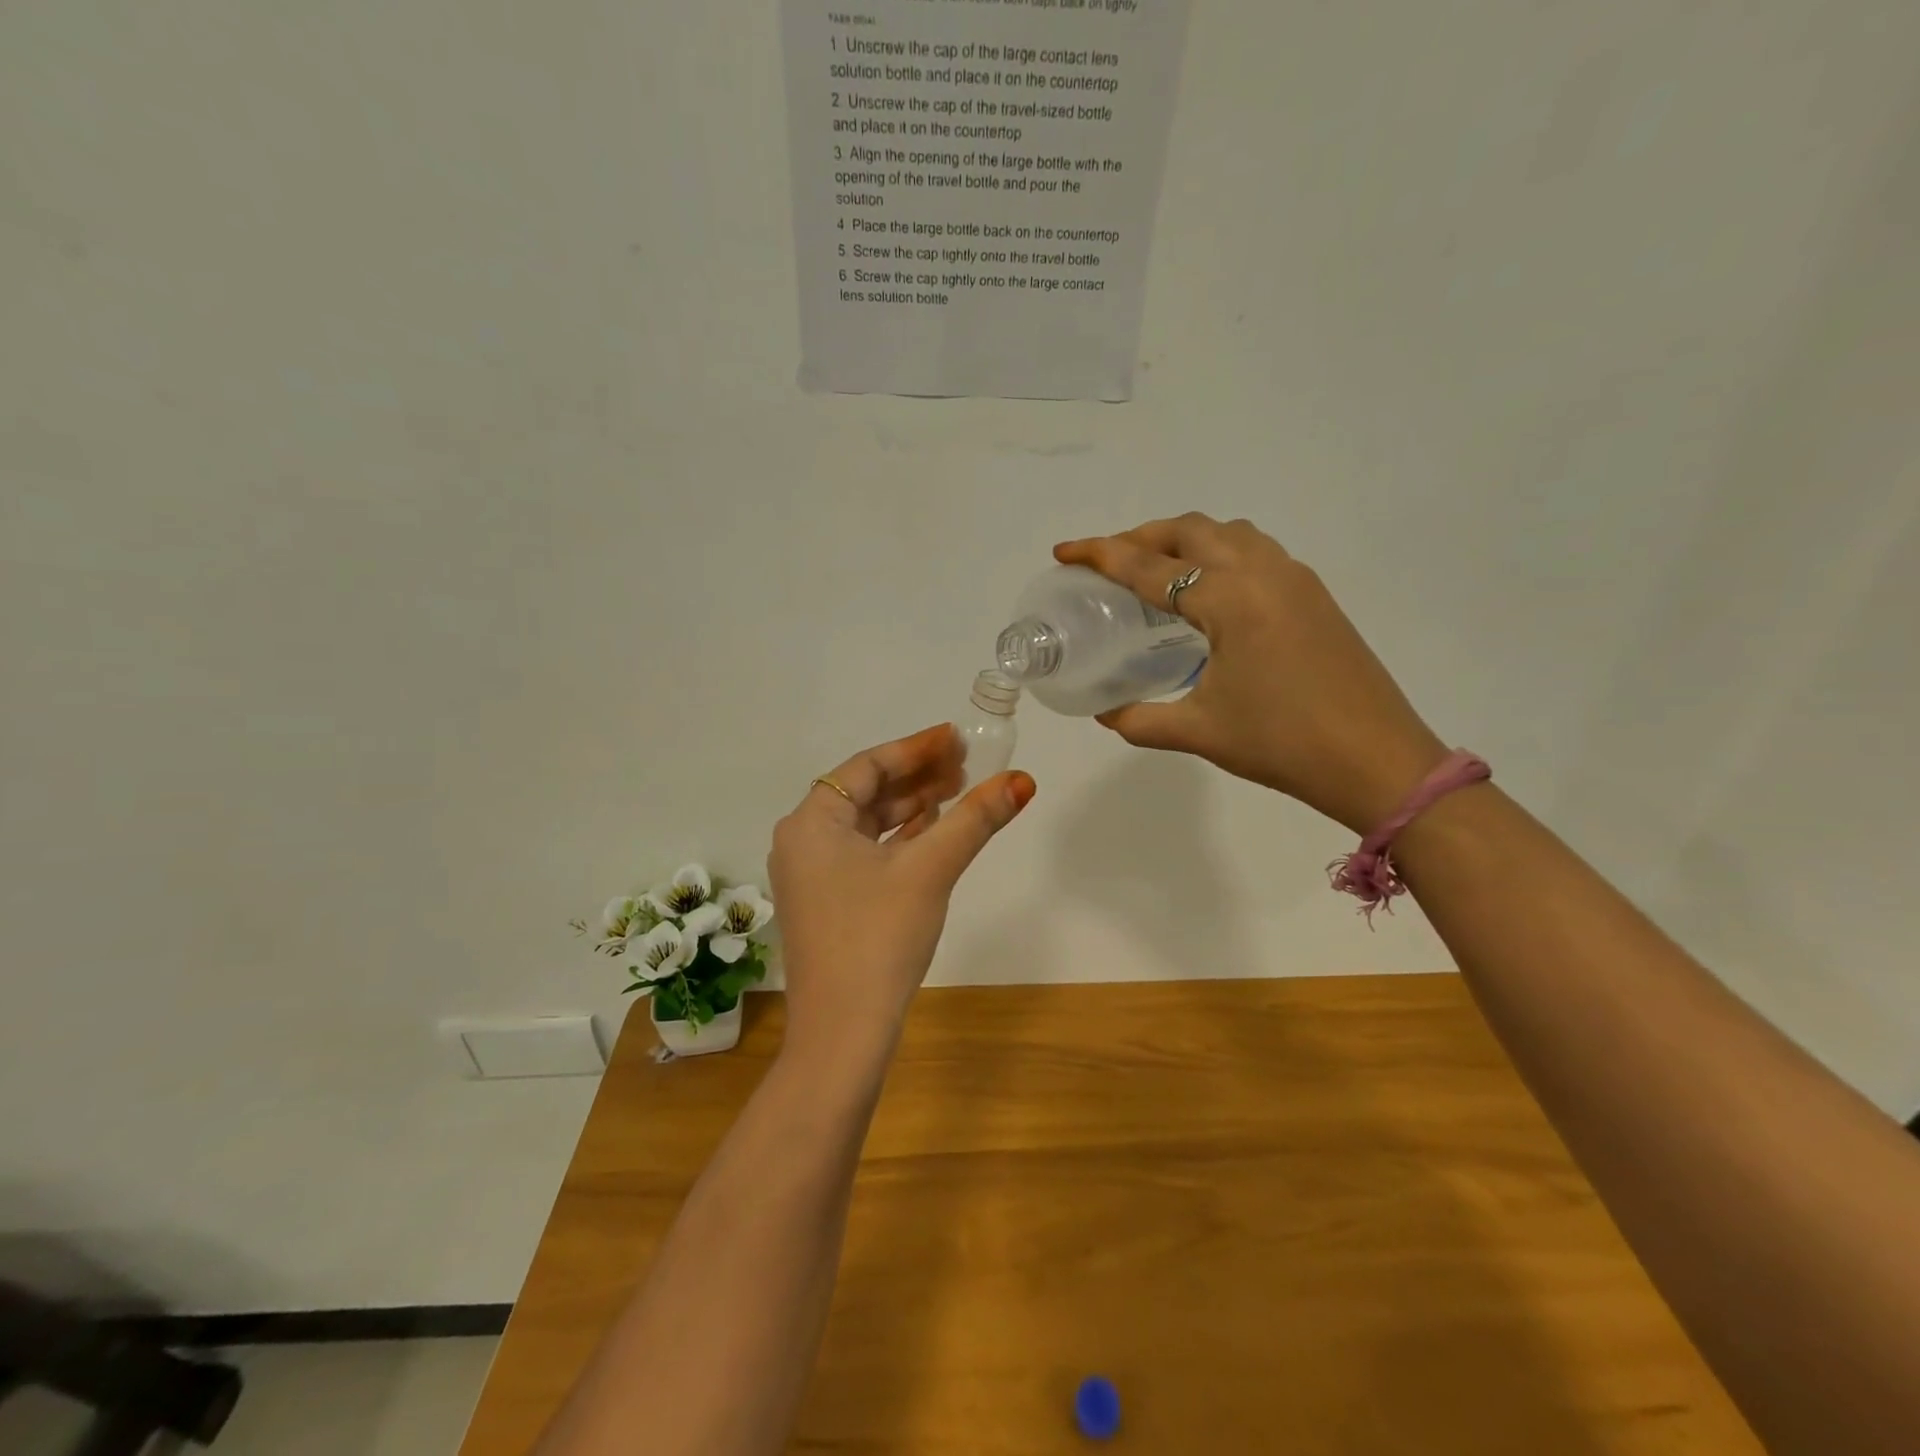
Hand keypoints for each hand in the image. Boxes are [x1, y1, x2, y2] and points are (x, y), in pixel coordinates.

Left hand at [769, 725, 1035, 1064]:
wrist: (843, 1033)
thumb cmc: (878, 937)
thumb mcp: (930, 870)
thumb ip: (974, 819)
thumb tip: (1022, 780)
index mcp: (811, 822)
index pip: (867, 766)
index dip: (915, 748)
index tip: (956, 738)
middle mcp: (803, 841)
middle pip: (866, 792)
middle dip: (917, 777)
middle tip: (966, 766)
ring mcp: (812, 875)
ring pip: (867, 825)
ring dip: (911, 807)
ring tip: (958, 792)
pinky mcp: (827, 903)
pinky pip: (864, 853)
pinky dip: (898, 840)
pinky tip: (933, 833)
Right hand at [1055, 515, 1446, 834]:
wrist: (1378, 761)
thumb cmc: (1283, 744)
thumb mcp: (1200, 732)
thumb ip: (1140, 719)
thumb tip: (1105, 712)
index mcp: (1230, 599)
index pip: (1150, 567)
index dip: (1101, 556)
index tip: (1065, 551)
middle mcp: (1263, 572)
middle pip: (1190, 530)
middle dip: (1141, 536)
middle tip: (1107, 562)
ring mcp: (1295, 579)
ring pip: (1229, 533)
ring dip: (1184, 539)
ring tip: (1155, 569)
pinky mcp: (1315, 595)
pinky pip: (1256, 551)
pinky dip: (1219, 553)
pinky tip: (1209, 591)